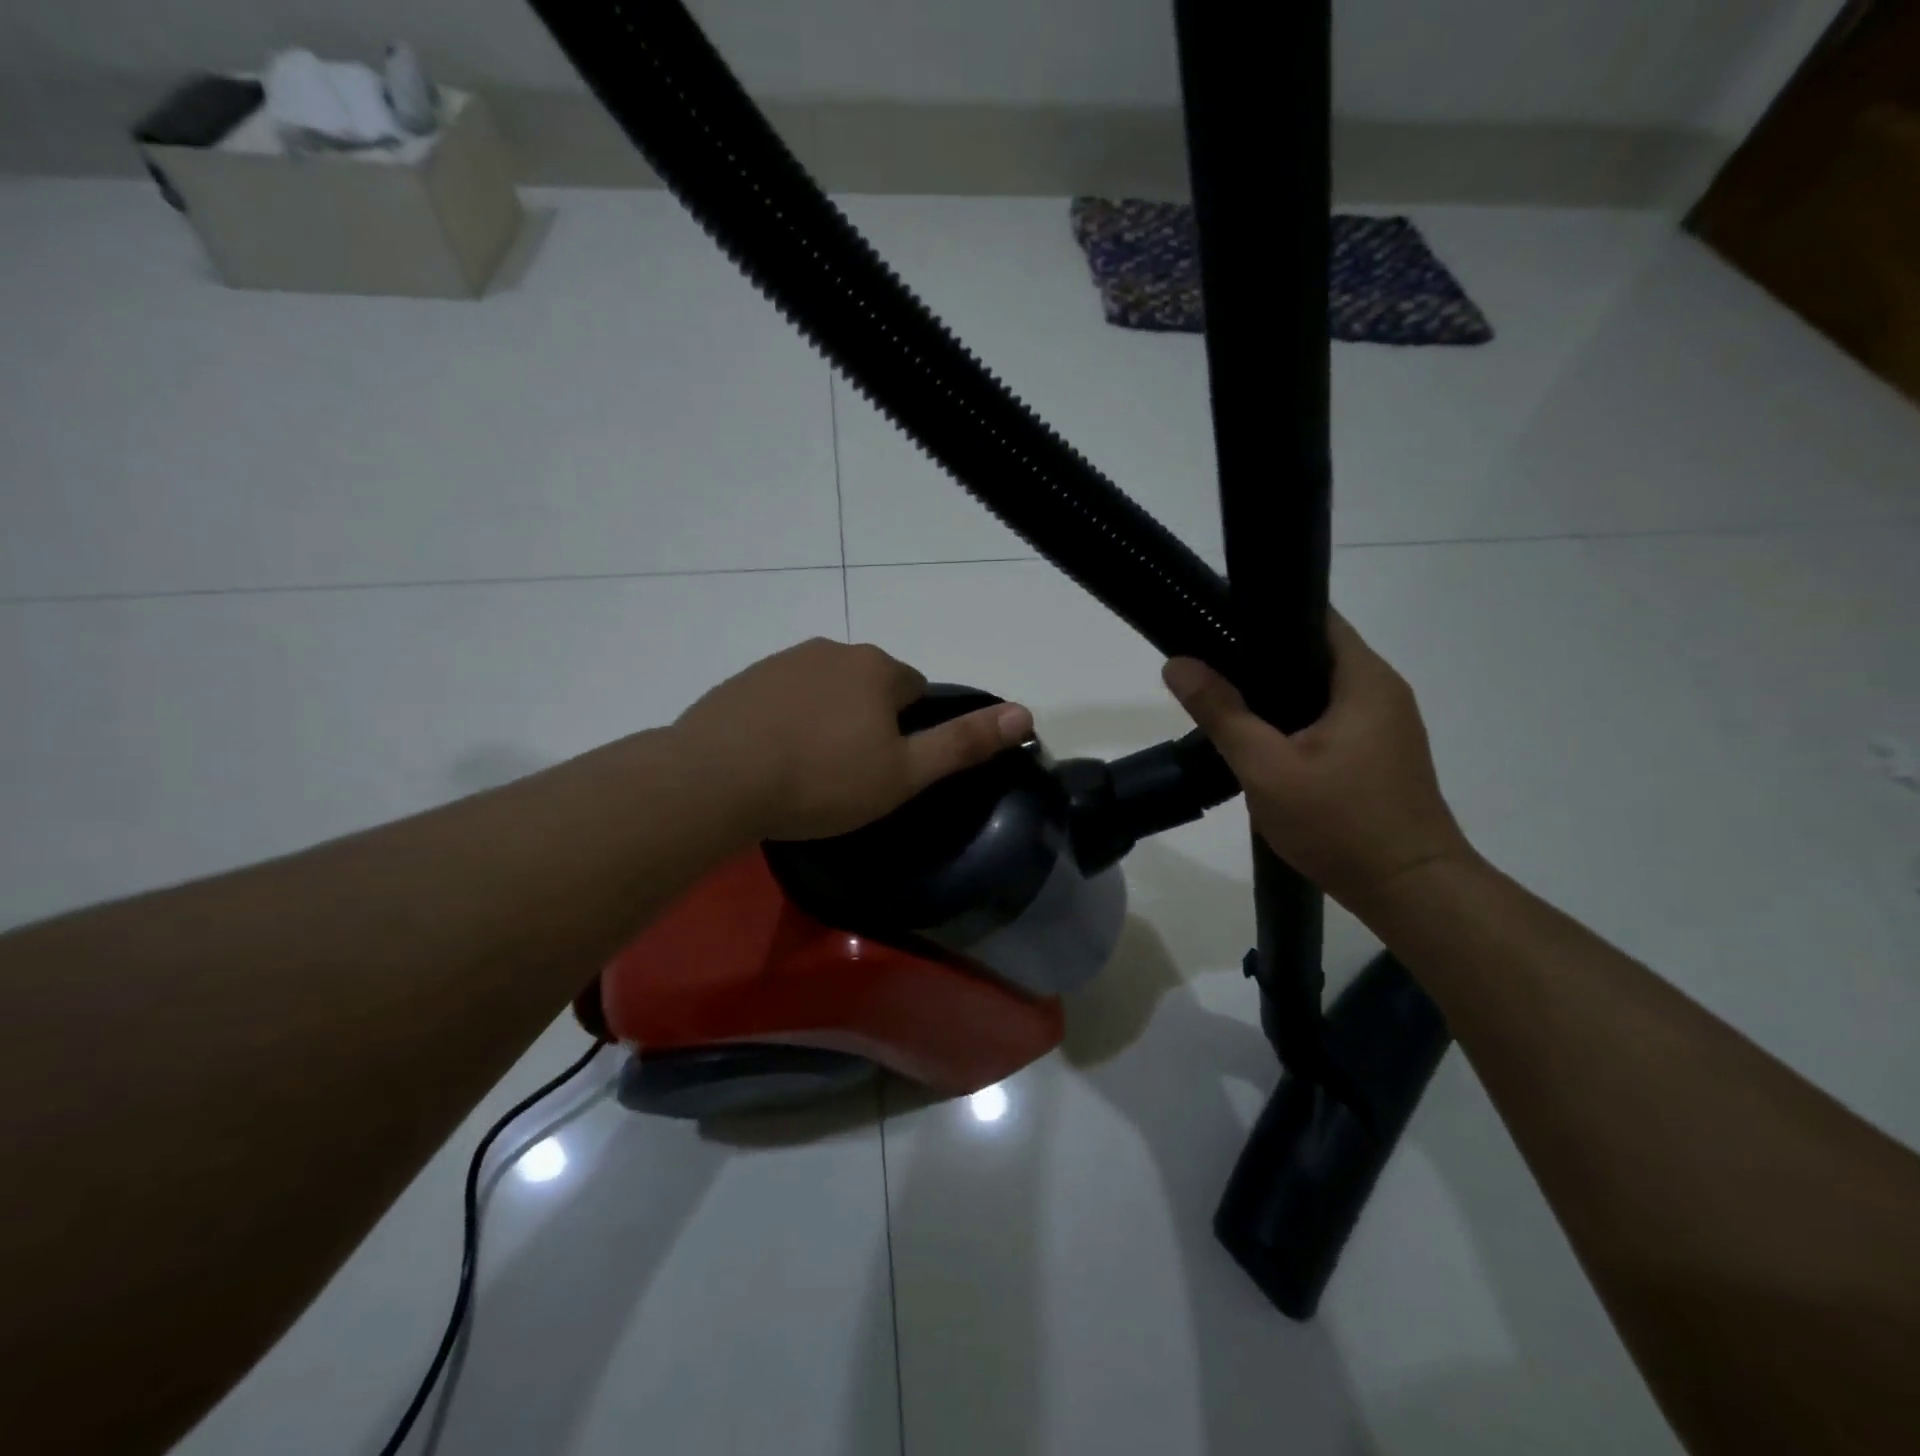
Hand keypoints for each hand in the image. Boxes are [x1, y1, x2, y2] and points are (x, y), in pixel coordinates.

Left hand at [673, 638, 1034, 840]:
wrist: (716, 780)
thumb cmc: (822, 780)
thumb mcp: (904, 773)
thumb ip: (963, 743)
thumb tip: (1024, 712)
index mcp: (877, 668)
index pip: (915, 690)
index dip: (908, 732)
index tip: (887, 770)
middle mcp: (833, 650)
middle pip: (869, 687)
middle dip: (867, 723)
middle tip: (848, 776)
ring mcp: (783, 661)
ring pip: (825, 691)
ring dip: (827, 721)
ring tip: (808, 772)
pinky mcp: (743, 680)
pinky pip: (783, 698)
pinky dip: (787, 721)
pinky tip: (771, 759)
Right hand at [1163, 614, 1473, 913]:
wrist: (1409, 891)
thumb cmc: (1341, 823)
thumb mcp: (1267, 767)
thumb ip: (1221, 713)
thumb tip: (1177, 664)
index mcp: (1364, 680)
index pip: (1313, 618)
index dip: (1264, 614)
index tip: (1216, 625)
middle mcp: (1382, 691)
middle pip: (1313, 654)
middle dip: (1261, 658)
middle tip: (1209, 668)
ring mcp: (1386, 725)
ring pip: (1320, 690)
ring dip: (1277, 694)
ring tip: (1226, 702)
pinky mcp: (1380, 754)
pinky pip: (1330, 718)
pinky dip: (1295, 721)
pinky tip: (1263, 741)